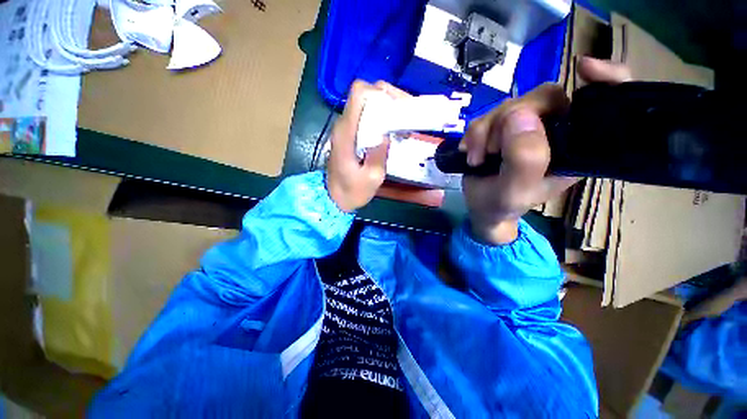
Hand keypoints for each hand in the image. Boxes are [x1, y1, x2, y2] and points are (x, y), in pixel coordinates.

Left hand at [326, 80, 406, 212]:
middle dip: (387, 98)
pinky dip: (380, 117)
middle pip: (364, 94)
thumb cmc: (352, 191)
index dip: (380, 94)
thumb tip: (387, 133)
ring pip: (365, 103)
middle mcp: (343, 125)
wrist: (334, 198)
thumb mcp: (372, 178)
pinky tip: (391, 131)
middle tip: (404, 114)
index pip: (359, 94)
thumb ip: (379, 154)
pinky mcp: (348, 134)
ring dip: (385, 108)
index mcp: (347, 133)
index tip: (397, 109)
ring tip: (401, 123)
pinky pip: (364, 116)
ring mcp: (344, 128)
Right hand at [461, 57, 631, 244]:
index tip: (583, 68)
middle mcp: (555, 130)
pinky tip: (470, 153)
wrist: (481, 207)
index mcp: (575, 146)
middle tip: (490, 151)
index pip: (602, 104)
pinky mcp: (502, 128)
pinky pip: (487, 116)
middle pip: (541, 98)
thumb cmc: (503, 205)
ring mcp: (526, 127)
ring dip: (484, 131)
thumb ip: (523, 160)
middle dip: (507, 122)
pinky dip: (474, 134)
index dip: (604, 79)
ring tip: (476, 159)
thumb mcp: (514, 191)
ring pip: (508, 106)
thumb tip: (519, 114)